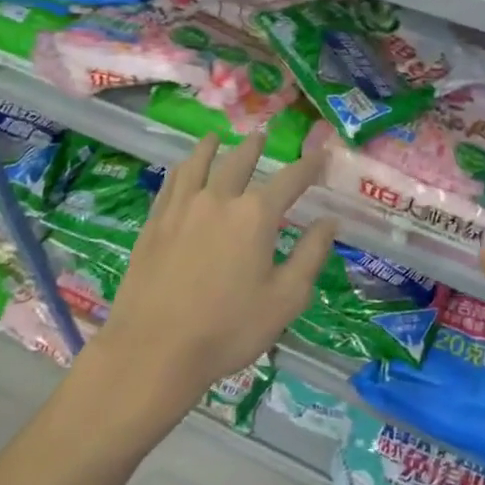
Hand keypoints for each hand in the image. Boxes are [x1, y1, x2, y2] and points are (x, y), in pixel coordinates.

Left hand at [79, 132, 337, 434]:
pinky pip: (171, 183)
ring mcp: (182, 207)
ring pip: (199, 164)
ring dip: (212, 147)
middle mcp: (219, 199)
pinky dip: (182, 168)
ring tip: (217, 136)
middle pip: (240, 162)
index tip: (320, 154)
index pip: (290, 180)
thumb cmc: (229, 329)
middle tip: (263, 136)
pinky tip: (182, 168)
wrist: (154, 349)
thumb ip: (310, 255)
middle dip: (255, 148)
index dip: (308, 166)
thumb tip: (329, 221)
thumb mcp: (285, 299)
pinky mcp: (155, 222)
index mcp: (256, 215)